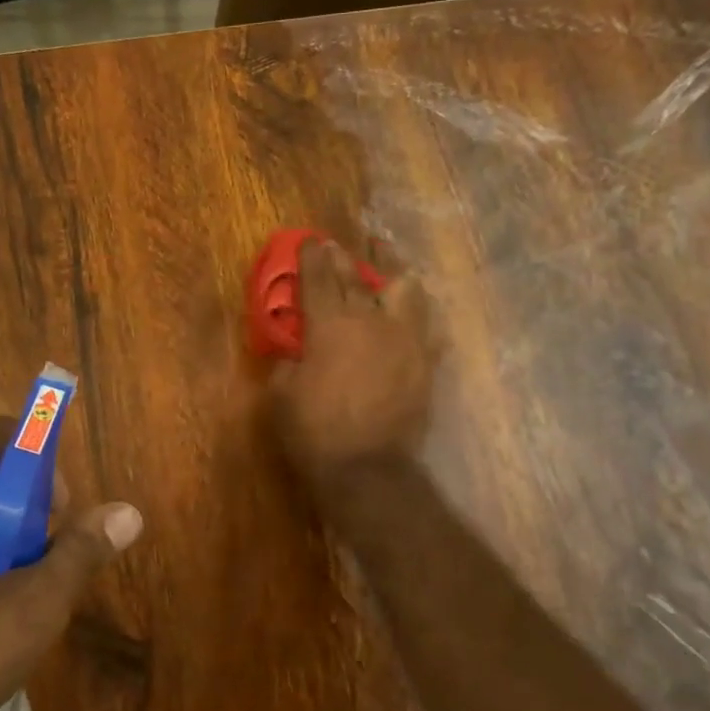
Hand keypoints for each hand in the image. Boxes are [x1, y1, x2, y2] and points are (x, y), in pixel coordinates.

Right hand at [270, 239, 440, 485]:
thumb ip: (287, 362)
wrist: (369, 470)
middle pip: (359, 278)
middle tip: (338, 247)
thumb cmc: (314, 432)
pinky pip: (428, 328)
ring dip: (393, 274)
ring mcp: (406, 340)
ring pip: (407, 290)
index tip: (311, 240)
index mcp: (331, 326)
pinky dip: (416, 317)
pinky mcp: (426, 363)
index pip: (320, 279)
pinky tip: (410, 319)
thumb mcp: (281, 395)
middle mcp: (372, 322)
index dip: (312, 256)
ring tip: (387, 269)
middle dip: (346, 258)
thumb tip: (295, 349)